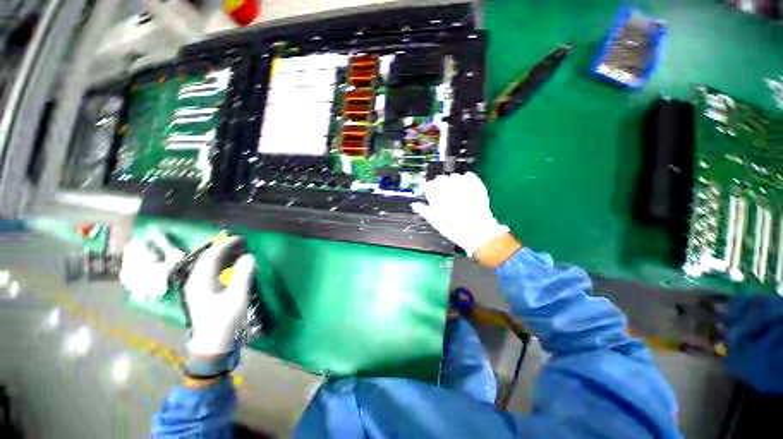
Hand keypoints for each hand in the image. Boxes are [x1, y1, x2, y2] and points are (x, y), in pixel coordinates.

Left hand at [184, 236, 255, 355]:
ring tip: (241, 250)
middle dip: (225, 247)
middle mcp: (196, 281)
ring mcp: (198, 287)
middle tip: (244, 243)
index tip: (242, 238)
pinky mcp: (203, 292)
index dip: (226, 244)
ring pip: (210, 264)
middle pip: (209, 258)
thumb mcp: (237, 297)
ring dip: (225, 255)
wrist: (212, 344)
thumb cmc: (224, 321)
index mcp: (200, 281)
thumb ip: (244, 275)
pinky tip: (234, 265)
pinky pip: (212, 271)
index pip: (211, 255)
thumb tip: (250, 256)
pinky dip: (224, 264)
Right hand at [412, 172, 509, 256]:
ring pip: (454, 176)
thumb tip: (414, 205)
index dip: (429, 187)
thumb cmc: (455, 229)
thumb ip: (424, 211)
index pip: (429, 186)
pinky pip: (470, 176)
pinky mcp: (477, 187)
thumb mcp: (436, 222)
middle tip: (440, 188)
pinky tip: (465, 180)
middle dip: (439, 182)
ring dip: (451, 179)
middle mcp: (450, 189)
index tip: (429, 189)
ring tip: (452, 186)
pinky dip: (466, 177)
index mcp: (438, 197)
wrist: (478, 233)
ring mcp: (465, 187)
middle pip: (441, 179)